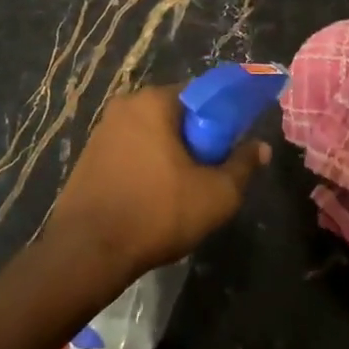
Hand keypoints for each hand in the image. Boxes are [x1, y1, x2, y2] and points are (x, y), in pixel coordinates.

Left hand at [45, 85, 268, 285]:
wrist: (87, 252)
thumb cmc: (157, 213)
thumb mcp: (216, 194)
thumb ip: (243, 165)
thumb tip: (261, 147)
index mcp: (154, 101)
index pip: (202, 95)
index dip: (224, 119)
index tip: (232, 148)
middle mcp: (125, 106)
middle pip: (176, 115)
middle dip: (197, 140)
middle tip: (210, 174)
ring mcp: (102, 131)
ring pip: (153, 135)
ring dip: (171, 156)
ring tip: (182, 193)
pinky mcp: (88, 157)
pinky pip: (131, 152)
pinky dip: (147, 168)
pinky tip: (153, 200)